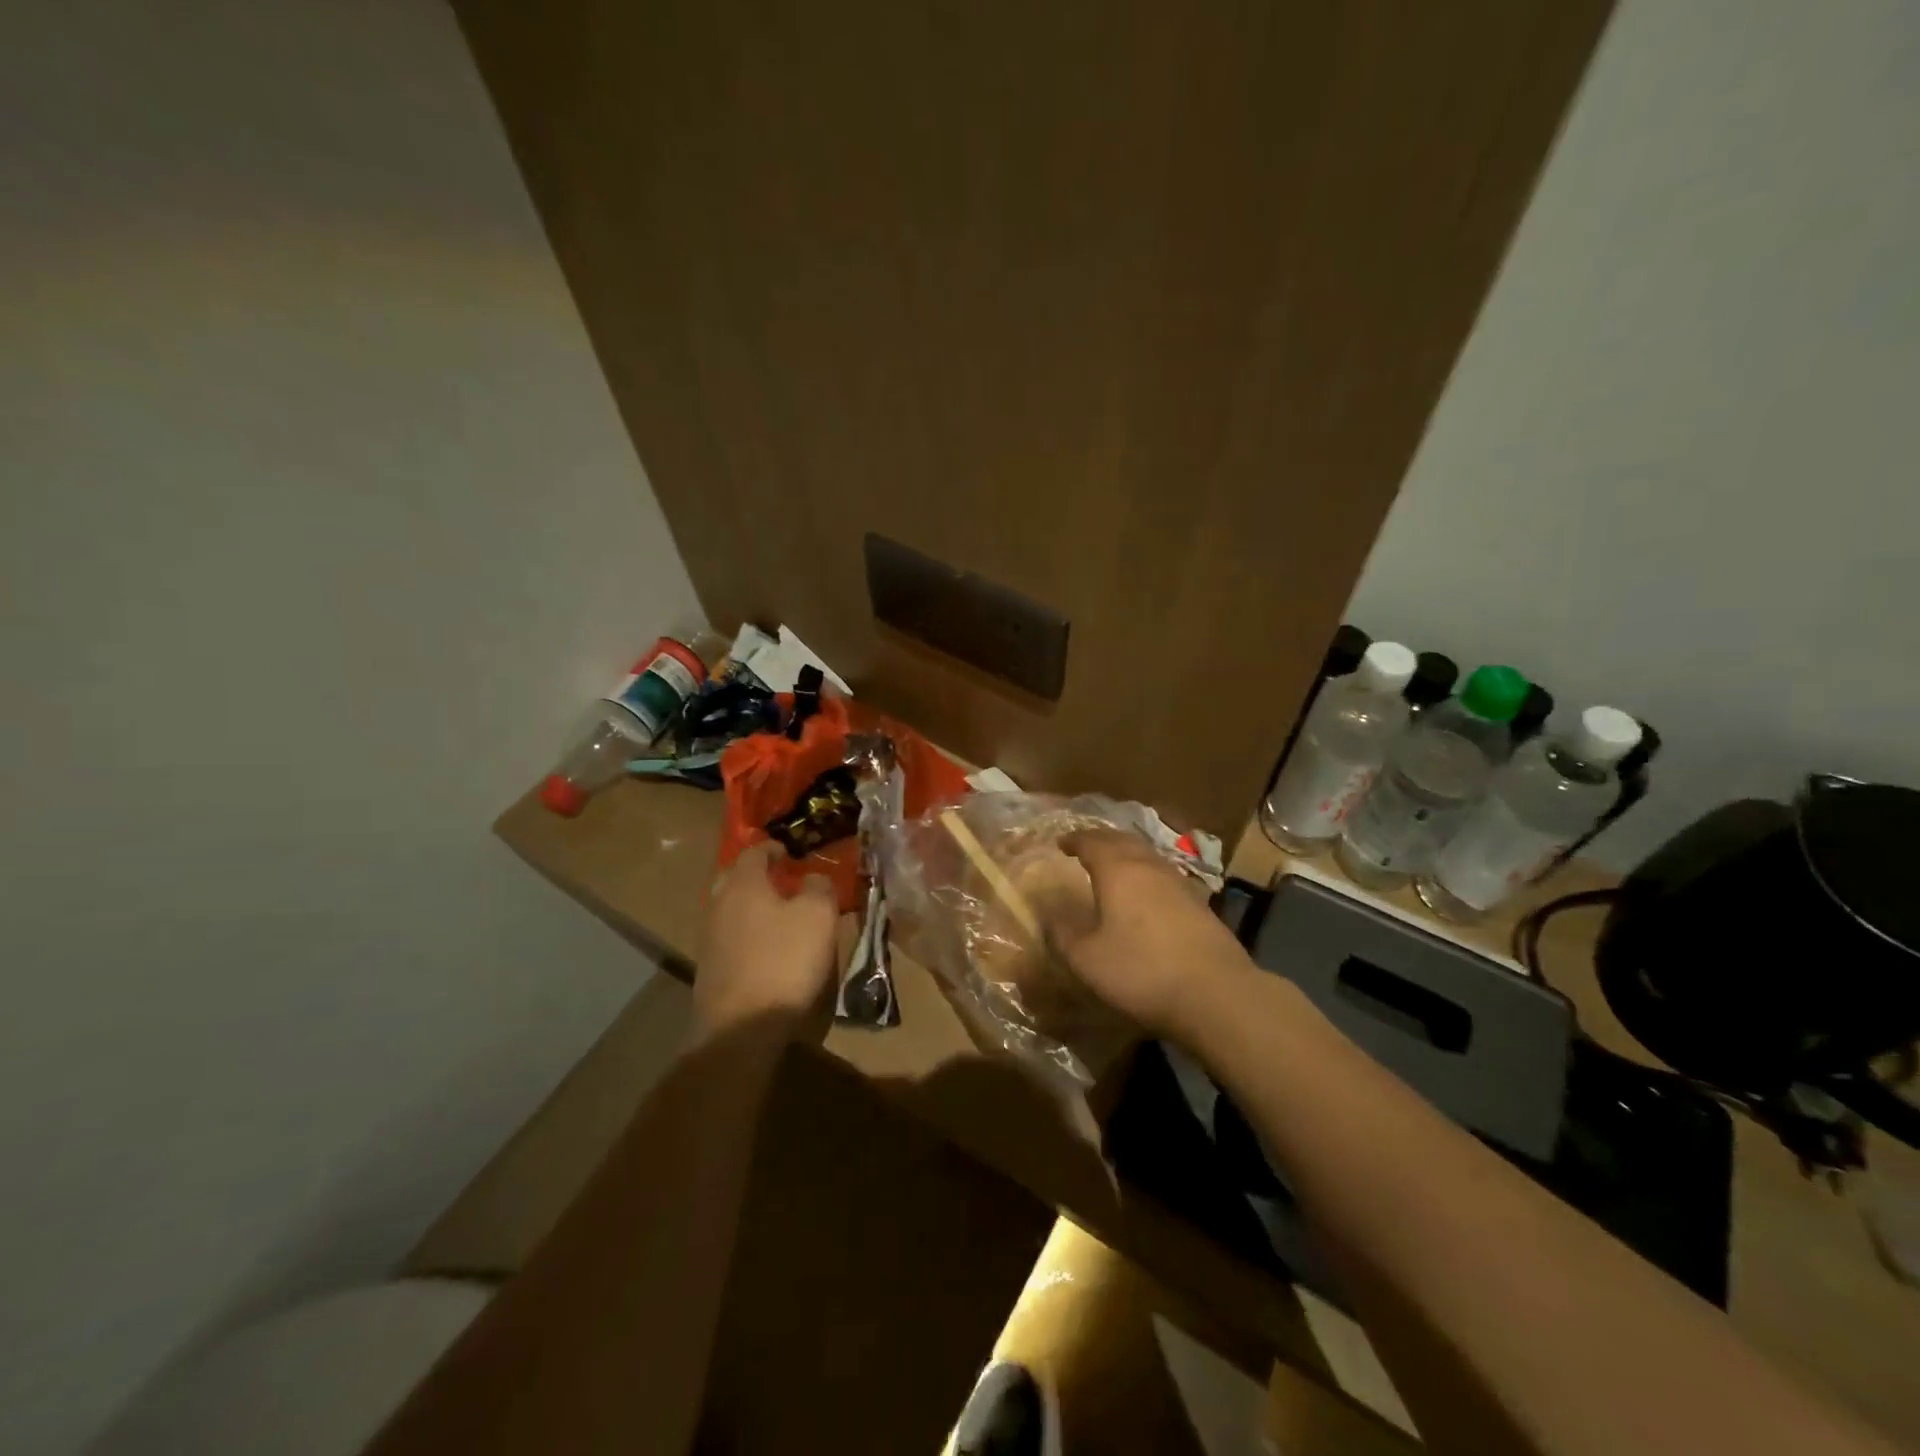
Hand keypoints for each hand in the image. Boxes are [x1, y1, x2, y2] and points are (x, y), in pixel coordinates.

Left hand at [694, 843, 840, 1034]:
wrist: (741, 1027)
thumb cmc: (784, 960)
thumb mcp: (818, 916)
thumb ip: (819, 888)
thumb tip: (813, 879)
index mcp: (743, 884)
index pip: (754, 852)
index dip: (774, 849)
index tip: (790, 853)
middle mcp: (719, 904)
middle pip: (736, 879)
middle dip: (758, 876)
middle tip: (783, 882)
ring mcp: (709, 938)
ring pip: (731, 909)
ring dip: (752, 907)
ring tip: (780, 916)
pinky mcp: (709, 969)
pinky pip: (730, 938)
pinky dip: (748, 934)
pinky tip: (767, 949)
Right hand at [1050, 829, 1254, 1038]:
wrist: (1215, 992)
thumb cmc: (1141, 970)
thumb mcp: (1087, 959)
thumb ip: (1063, 934)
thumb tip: (1048, 915)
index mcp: (1117, 870)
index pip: (1091, 842)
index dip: (1074, 840)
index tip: (1060, 843)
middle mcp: (1148, 866)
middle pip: (1122, 840)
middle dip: (1100, 840)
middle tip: (1085, 847)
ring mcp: (1178, 882)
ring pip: (1146, 855)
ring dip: (1126, 854)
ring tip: (1113, 865)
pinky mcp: (1199, 903)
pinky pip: (1163, 874)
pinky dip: (1146, 873)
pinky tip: (1146, 892)